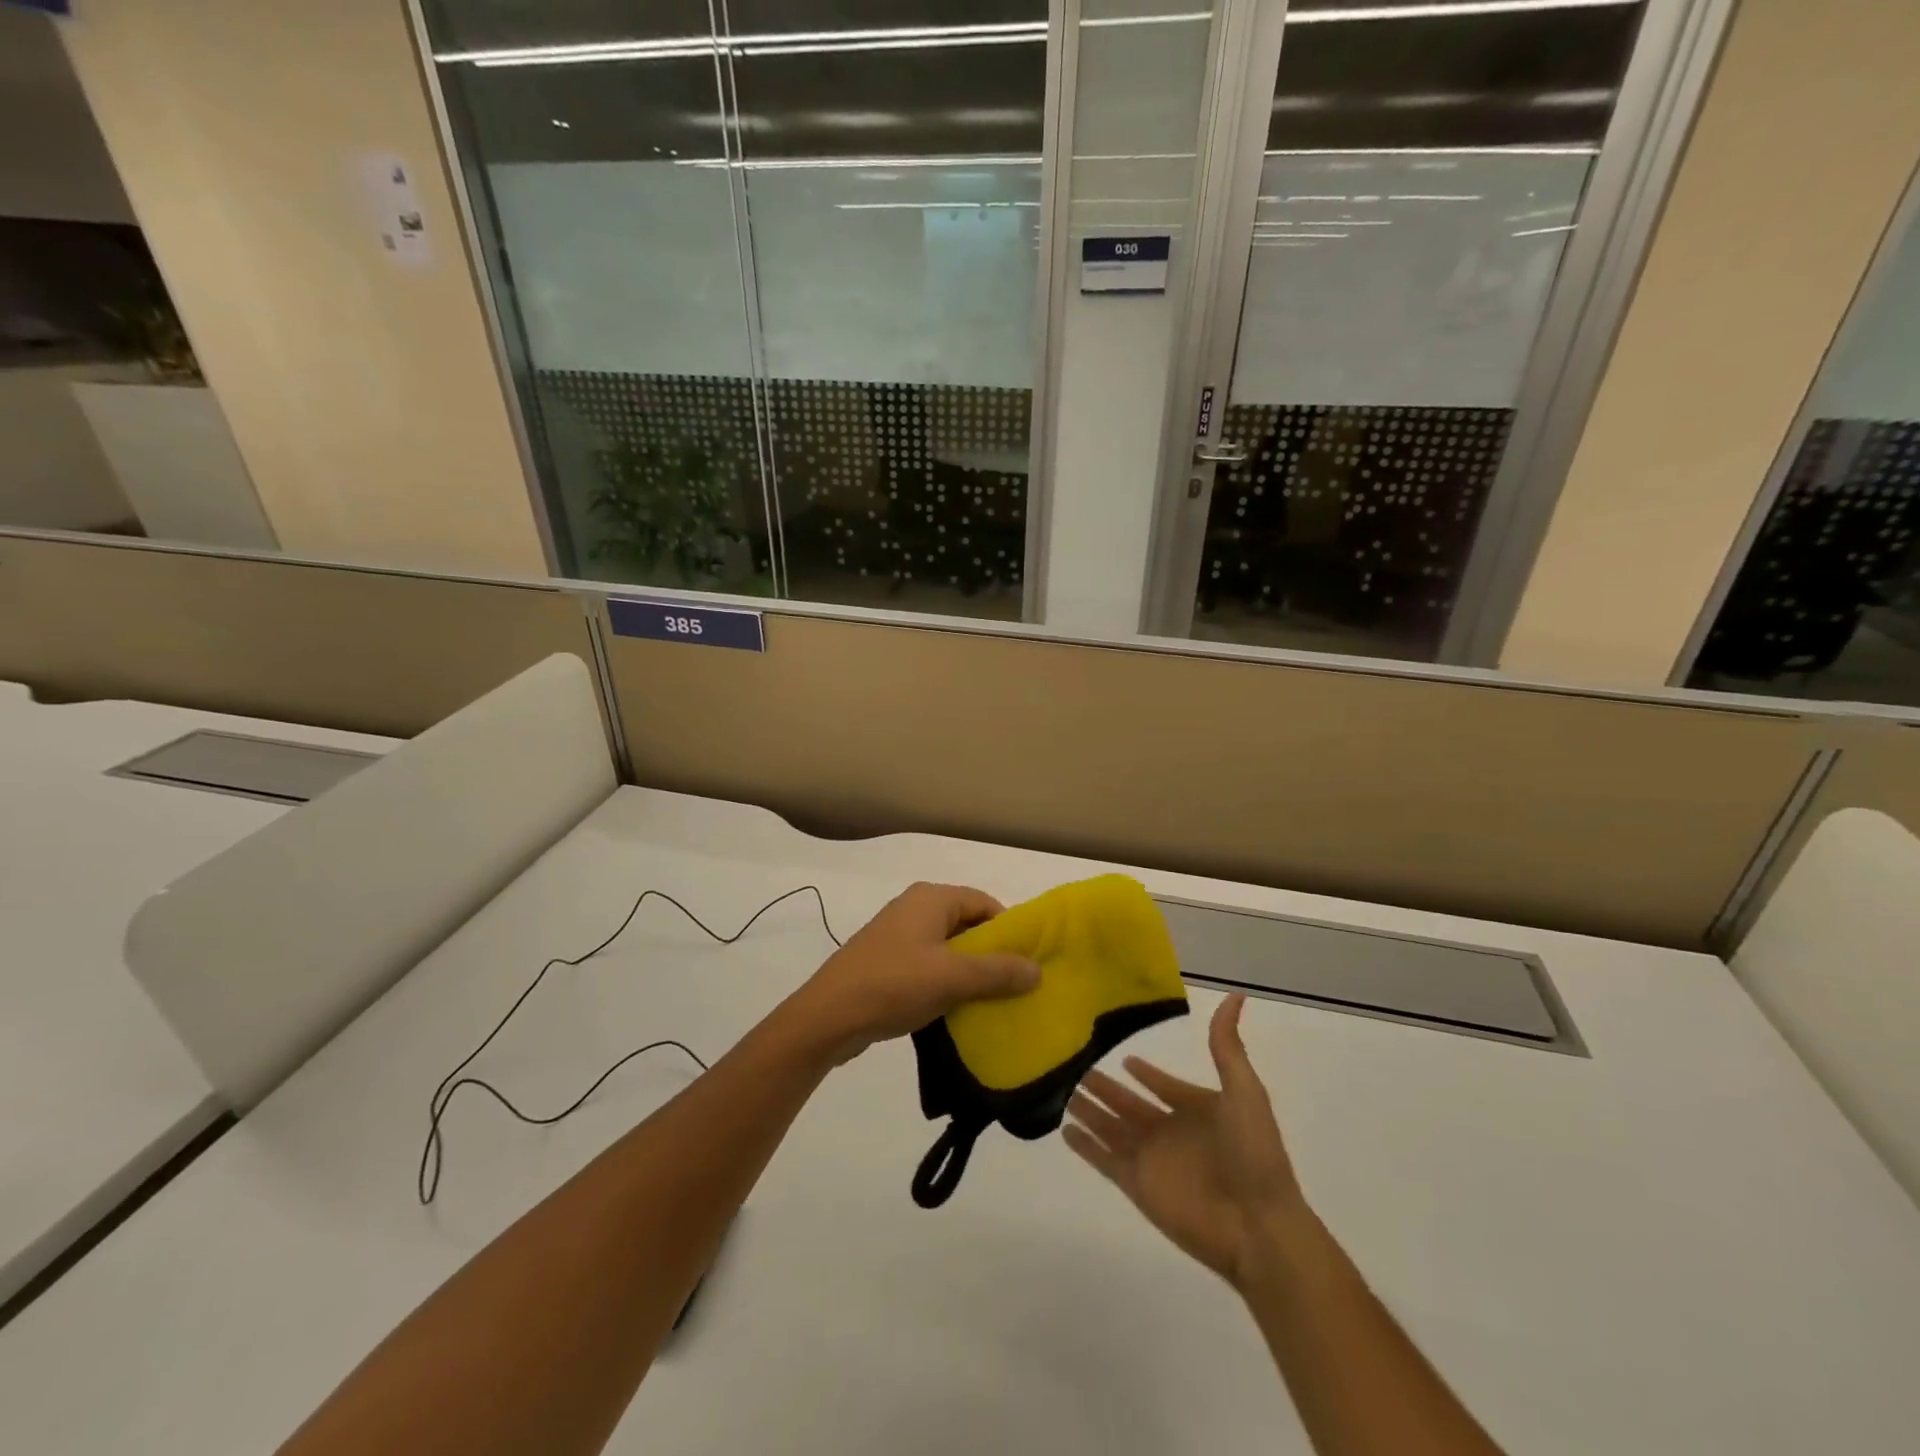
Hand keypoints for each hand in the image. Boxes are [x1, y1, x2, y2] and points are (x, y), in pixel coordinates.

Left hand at [785, 882, 1039, 1064]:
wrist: (828, 1016)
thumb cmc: (894, 984)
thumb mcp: (953, 978)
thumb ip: (998, 972)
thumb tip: (1037, 970)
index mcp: (931, 899)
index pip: (984, 903)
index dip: (1009, 930)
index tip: (1027, 962)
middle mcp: (914, 908)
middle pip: (967, 924)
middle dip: (991, 953)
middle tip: (1014, 985)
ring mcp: (897, 935)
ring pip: (947, 947)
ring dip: (969, 971)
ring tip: (990, 1001)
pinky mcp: (886, 961)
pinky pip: (928, 964)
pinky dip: (945, 981)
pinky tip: (956, 1009)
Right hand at [1065, 994, 1304, 1288]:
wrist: (1258, 1225)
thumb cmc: (1254, 1154)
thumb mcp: (1244, 1090)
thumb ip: (1227, 1045)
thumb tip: (1236, 996)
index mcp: (1196, 1109)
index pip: (1164, 1086)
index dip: (1146, 1073)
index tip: (1123, 1057)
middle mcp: (1170, 1131)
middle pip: (1129, 1104)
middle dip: (1105, 1088)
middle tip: (1076, 1066)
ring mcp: (1151, 1159)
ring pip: (1111, 1128)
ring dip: (1089, 1111)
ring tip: (1061, 1091)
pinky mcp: (1137, 1185)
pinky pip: (1103, 1160)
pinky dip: (1085, 1146)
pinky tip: (1064, 1130)